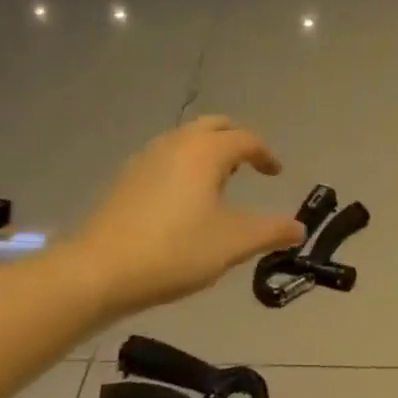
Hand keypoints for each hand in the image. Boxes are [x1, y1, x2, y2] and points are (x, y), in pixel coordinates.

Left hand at [65, 118, 305, 311]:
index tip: (276, 174)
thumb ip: (271, 231)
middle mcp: (177, 143)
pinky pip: (166, 157)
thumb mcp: (233, 243)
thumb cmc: (175, 250)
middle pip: (214, 126)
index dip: (266, 154)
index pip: (246, 139)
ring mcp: (146, 158)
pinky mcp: (126, 179)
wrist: (98, 271)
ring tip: (219, 183)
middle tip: (249, 166)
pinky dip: (184, 165)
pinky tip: (184, 199)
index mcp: (206, 151)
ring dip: (208, 151)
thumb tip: (299, 228)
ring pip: (186, 139)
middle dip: (236, 141)